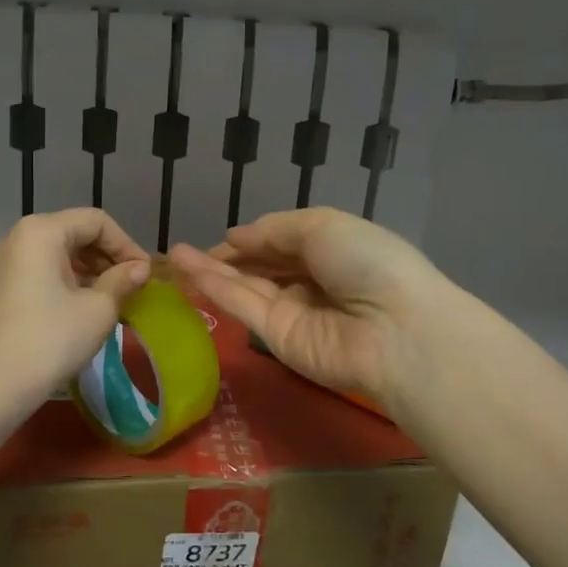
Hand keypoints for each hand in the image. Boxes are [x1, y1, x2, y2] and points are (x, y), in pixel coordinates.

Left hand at [0, 209, 151, 410]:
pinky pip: (39, 273)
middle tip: (131, 287)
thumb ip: (122, 280)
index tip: (145, 274)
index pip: (96, 222)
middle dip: (107, 257)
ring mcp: (2, 264)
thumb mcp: (98, 309)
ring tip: (111, 300)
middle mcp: (16, 238)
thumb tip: (139, 269)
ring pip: (56, 255)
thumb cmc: (51, 340)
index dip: (126, 244)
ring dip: (88, 272)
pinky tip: (81, 310)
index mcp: (41, 232)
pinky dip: (65, 283)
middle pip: (74, 233)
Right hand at [168, 208, 448, 411]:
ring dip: (211, 270)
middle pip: (264, 267)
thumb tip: (236, 236)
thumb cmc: (367, 262)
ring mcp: (294, 313)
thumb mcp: (323, 226)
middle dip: (230, 257)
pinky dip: (215, 287)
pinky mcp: (277, 340)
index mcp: (333, 251)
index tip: (225, 237)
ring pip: (246, 287)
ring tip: (174, 255)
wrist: (393, 328)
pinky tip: (186, 270)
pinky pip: (244, 306)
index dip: (255, 239)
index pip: (286, 244)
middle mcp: (312, 282)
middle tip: (189, 250)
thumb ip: (275, 230)